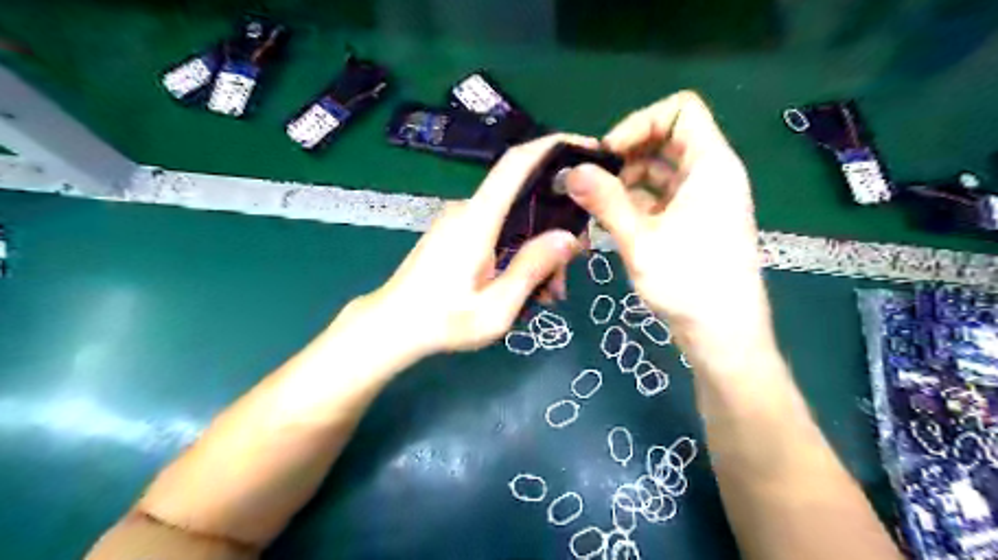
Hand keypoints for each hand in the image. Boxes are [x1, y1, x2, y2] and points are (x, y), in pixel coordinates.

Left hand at [359, 134, 595, 355]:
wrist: (391, 327)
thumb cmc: (442, 322)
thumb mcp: (496, 308)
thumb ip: (531, 269)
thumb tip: (567, 237)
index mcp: (477, 219)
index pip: (516, 163)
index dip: (552, 147)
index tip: (585, 148)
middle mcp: (468, 209)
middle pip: (523, 196)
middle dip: (554, 224)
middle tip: (568, 269)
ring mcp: (459, 220)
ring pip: (514, 218)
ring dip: (537, 246)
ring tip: (547, 290)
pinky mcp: (455, 233)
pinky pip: (497, 229)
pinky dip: (518, 250)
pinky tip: (525, 284)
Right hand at [565, 89, 774, 371]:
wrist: (724, 334)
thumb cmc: (689, 284)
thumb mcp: (641, 240)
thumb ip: (606, 201)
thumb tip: (570, 171)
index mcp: (710, 166)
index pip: (681, 110)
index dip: (640, 122)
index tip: (608, 154)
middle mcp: (710, 175)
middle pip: (666, 139)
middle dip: (626, 154)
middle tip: (591, 181)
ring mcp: (702, 200)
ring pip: (660, 170)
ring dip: (626, 180)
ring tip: (594, 203)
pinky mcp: (693, 222)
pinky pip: (661, 197)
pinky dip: (634, 201)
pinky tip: (609, 220)